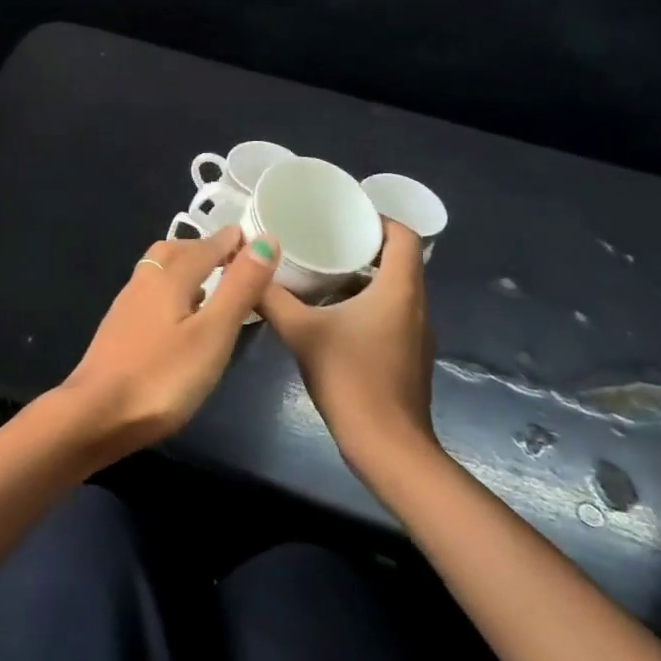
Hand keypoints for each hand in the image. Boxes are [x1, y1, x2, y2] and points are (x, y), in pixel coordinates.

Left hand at [58, 227, 278, 457]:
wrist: (95, 414)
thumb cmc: (161, 376)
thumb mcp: (212, 333)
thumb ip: (239, 288)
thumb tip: (264, 239)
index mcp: (167, 277)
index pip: (204, 247)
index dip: (230, 241)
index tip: (252, 237)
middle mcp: (143, 283)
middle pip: (173, 252)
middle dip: (202, 249)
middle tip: (230, 258)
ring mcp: (126, 307)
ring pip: (158, 273)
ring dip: (185, 270)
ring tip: (212, 286)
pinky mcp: (118, 331)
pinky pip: (150, 296)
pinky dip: (172, 294)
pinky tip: (181, 319)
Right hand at [259, 220, 438, 479]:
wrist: (386, 446)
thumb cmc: (349, 378)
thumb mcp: (301, 332)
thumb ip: (271, 298)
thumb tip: (243, 267)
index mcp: (399, 290)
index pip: (404, 236)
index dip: (378, 218)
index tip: (343, 215)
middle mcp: (416, 306)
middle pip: (399, 260)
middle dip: (362, 246)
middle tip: (321, 239)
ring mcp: (416, 334)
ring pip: (394, 290)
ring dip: (363, 277)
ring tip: (320, 272)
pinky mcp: (409, 356)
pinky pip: (391, 314)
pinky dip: (367, 304)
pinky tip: (332, 315)